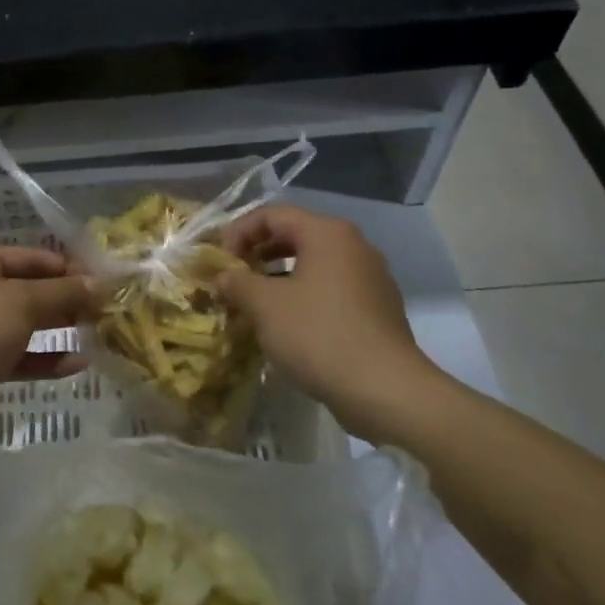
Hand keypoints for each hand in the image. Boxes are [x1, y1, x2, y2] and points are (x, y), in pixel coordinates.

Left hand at [0, 248, 95, 435]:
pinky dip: (46, 358)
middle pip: (27, 289)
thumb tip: (99, 283)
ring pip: (24, 324)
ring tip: (97, 331)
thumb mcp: (23, 302)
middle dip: (65, 297)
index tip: (101, 279)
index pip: (27, 257)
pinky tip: (77, 363)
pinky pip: (19, 356)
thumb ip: (62, 291)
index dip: (65, 265)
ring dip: (58, 327)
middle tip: (104, 307)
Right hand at [217, 205, 446, 435]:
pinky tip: (286, 325)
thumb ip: (237, 282)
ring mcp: (370, 278)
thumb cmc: (318, 334)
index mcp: (327, 234)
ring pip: (313, 264)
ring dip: (278, 276)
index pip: (273, 214)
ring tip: (254, 302)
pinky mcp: (377, 309)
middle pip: (295, 235)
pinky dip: (303, 296)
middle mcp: (354, 246)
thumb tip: (222, 277)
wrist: (384, 389)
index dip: (239, 231)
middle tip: (234, 277)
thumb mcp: (265, 305)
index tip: (220, 261)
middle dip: (258, 253)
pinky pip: (330, 289)